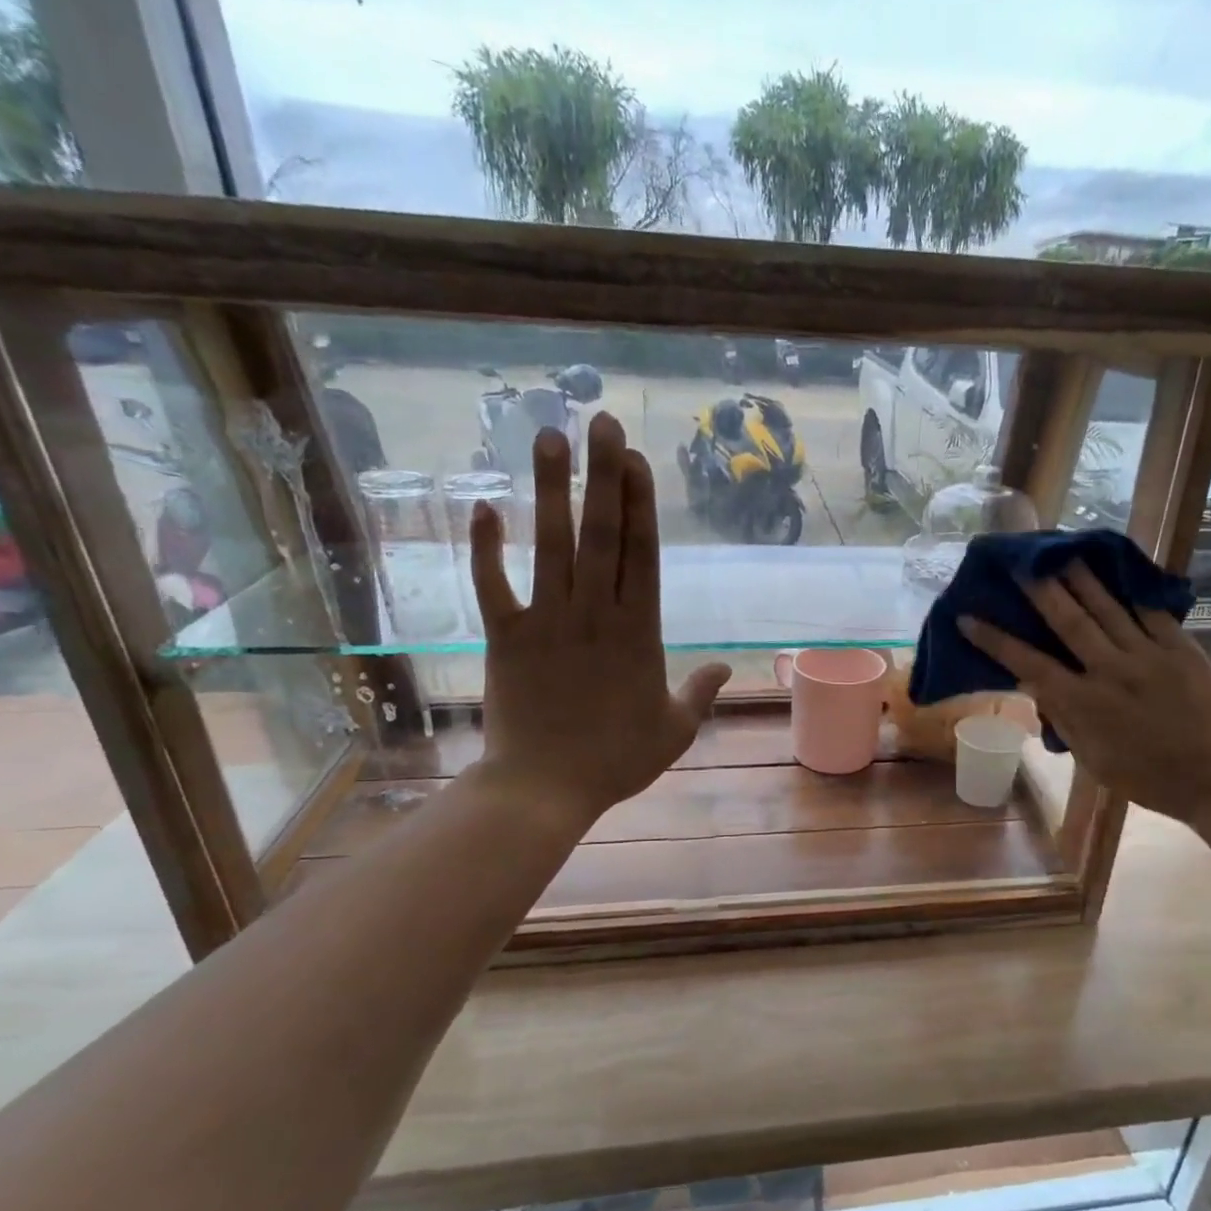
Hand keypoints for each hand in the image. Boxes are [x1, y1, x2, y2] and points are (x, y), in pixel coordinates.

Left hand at [466, 412, 729, 824]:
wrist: (545, 789)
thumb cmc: (617, 761)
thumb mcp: (675, 729)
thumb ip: (701, 692)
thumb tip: (727, 667)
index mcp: (639, 633)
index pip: (642, 555)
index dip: (641, 503)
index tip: (637, 459)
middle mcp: (595, 615)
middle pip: (601, 535)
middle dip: (604, 475)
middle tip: (601, 421)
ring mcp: (548, 623)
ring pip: (551, 546)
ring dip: (551, 490)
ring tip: (550, 437)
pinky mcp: (506, 638)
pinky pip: (493, 586)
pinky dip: (486, 549)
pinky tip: (484, 506)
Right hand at [958, 563, 1210, 825]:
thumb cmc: (1144, 776)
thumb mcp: (1091, 758)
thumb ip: (1062, 718)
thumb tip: (1035, 683)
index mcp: (1084, 705)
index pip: (1029, 664)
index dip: (995, 640)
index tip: (968, 618)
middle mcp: (1111, 672)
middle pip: (1069, 621)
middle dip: (1041, 589)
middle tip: (1021, 562)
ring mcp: (1148, 655)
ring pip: (1108, 607)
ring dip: (1081, 578)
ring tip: (1062, 552)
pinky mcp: (1181, 647)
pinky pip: (1150, 611)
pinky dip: (1130, 589)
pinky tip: (1115, 569)